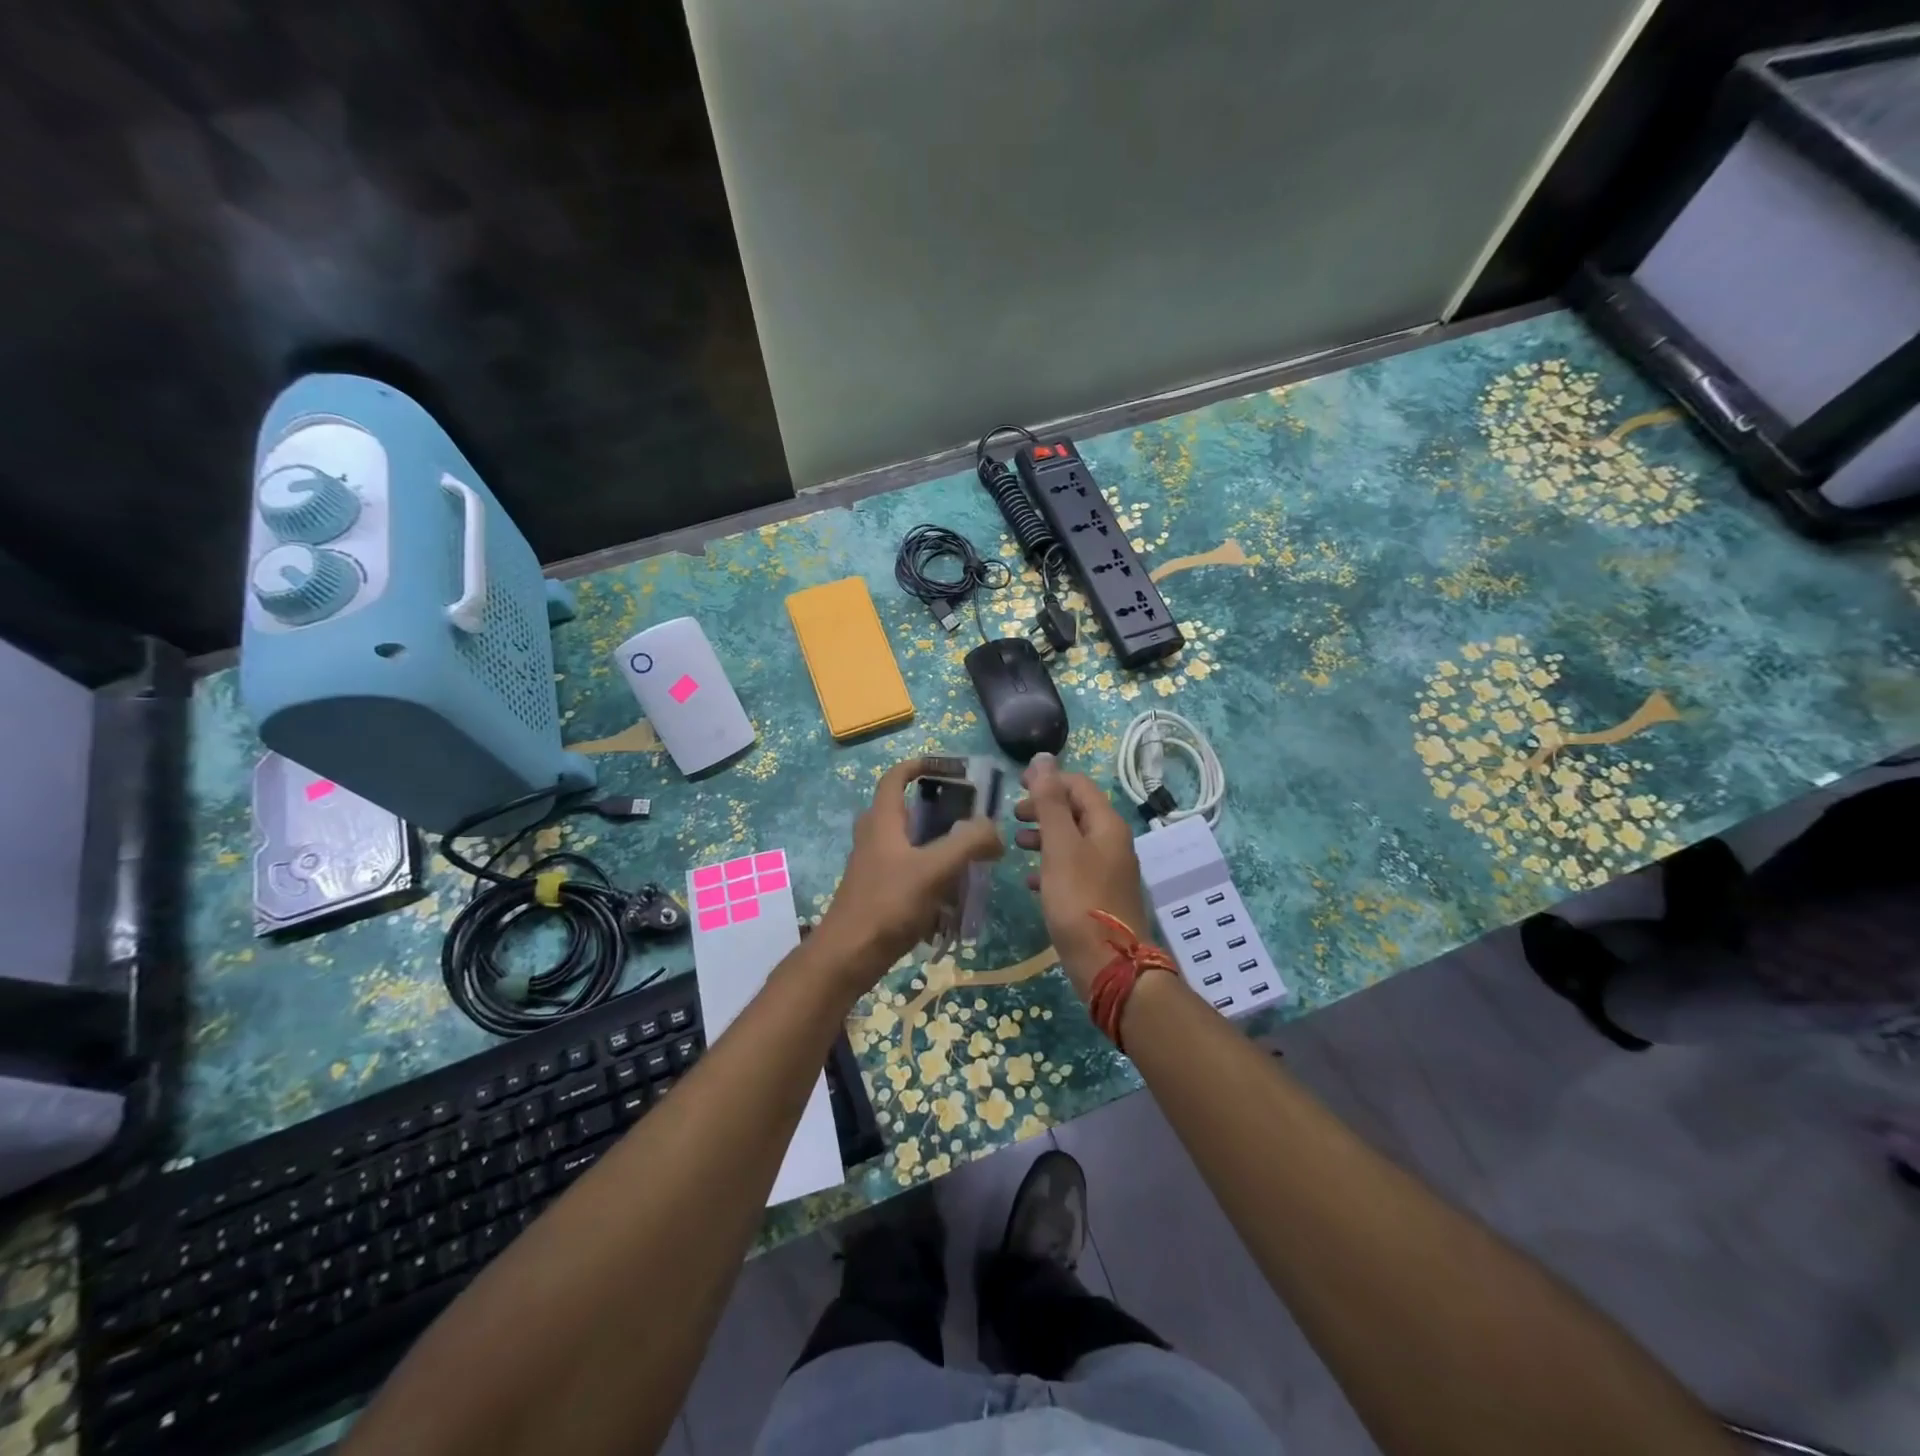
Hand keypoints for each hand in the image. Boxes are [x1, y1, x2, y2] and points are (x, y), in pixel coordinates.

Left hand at [814, 757, 1004, 986]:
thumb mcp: (933, 869)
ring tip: (968, 859)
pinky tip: (952, 898)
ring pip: (908, 845)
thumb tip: (994, 831)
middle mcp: (874, 838)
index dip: (918, 765)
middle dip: (935, 810)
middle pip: (904, 811)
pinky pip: (909, 874)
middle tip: (967, 817)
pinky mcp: (878, 893)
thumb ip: (968, 844)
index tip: (947, 766)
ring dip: (936, 846)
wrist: (848, 956)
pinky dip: (931, 877)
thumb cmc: (887, 904)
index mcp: (882, 821)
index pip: (894, 778)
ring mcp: (874, 867)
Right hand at [1014, 754, 1154, 998]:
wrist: (1109, 966)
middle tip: (1013, 815)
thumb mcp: (1060, 846)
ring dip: (1045, 836)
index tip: (1016, 784)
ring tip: (1017, 843)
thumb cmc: (1081, 901)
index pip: (1079, 786)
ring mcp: (1108, 871)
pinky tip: (1030, 879)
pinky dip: (1051, 866)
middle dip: (1044, 808)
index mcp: (1107, 825)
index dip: (1049, 779)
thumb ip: (1050, 803)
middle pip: (1076, 812)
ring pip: (1073, 841)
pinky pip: (1072, 869)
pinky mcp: (1099, 897)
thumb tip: (1044, 758)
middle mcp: (1112, 843)